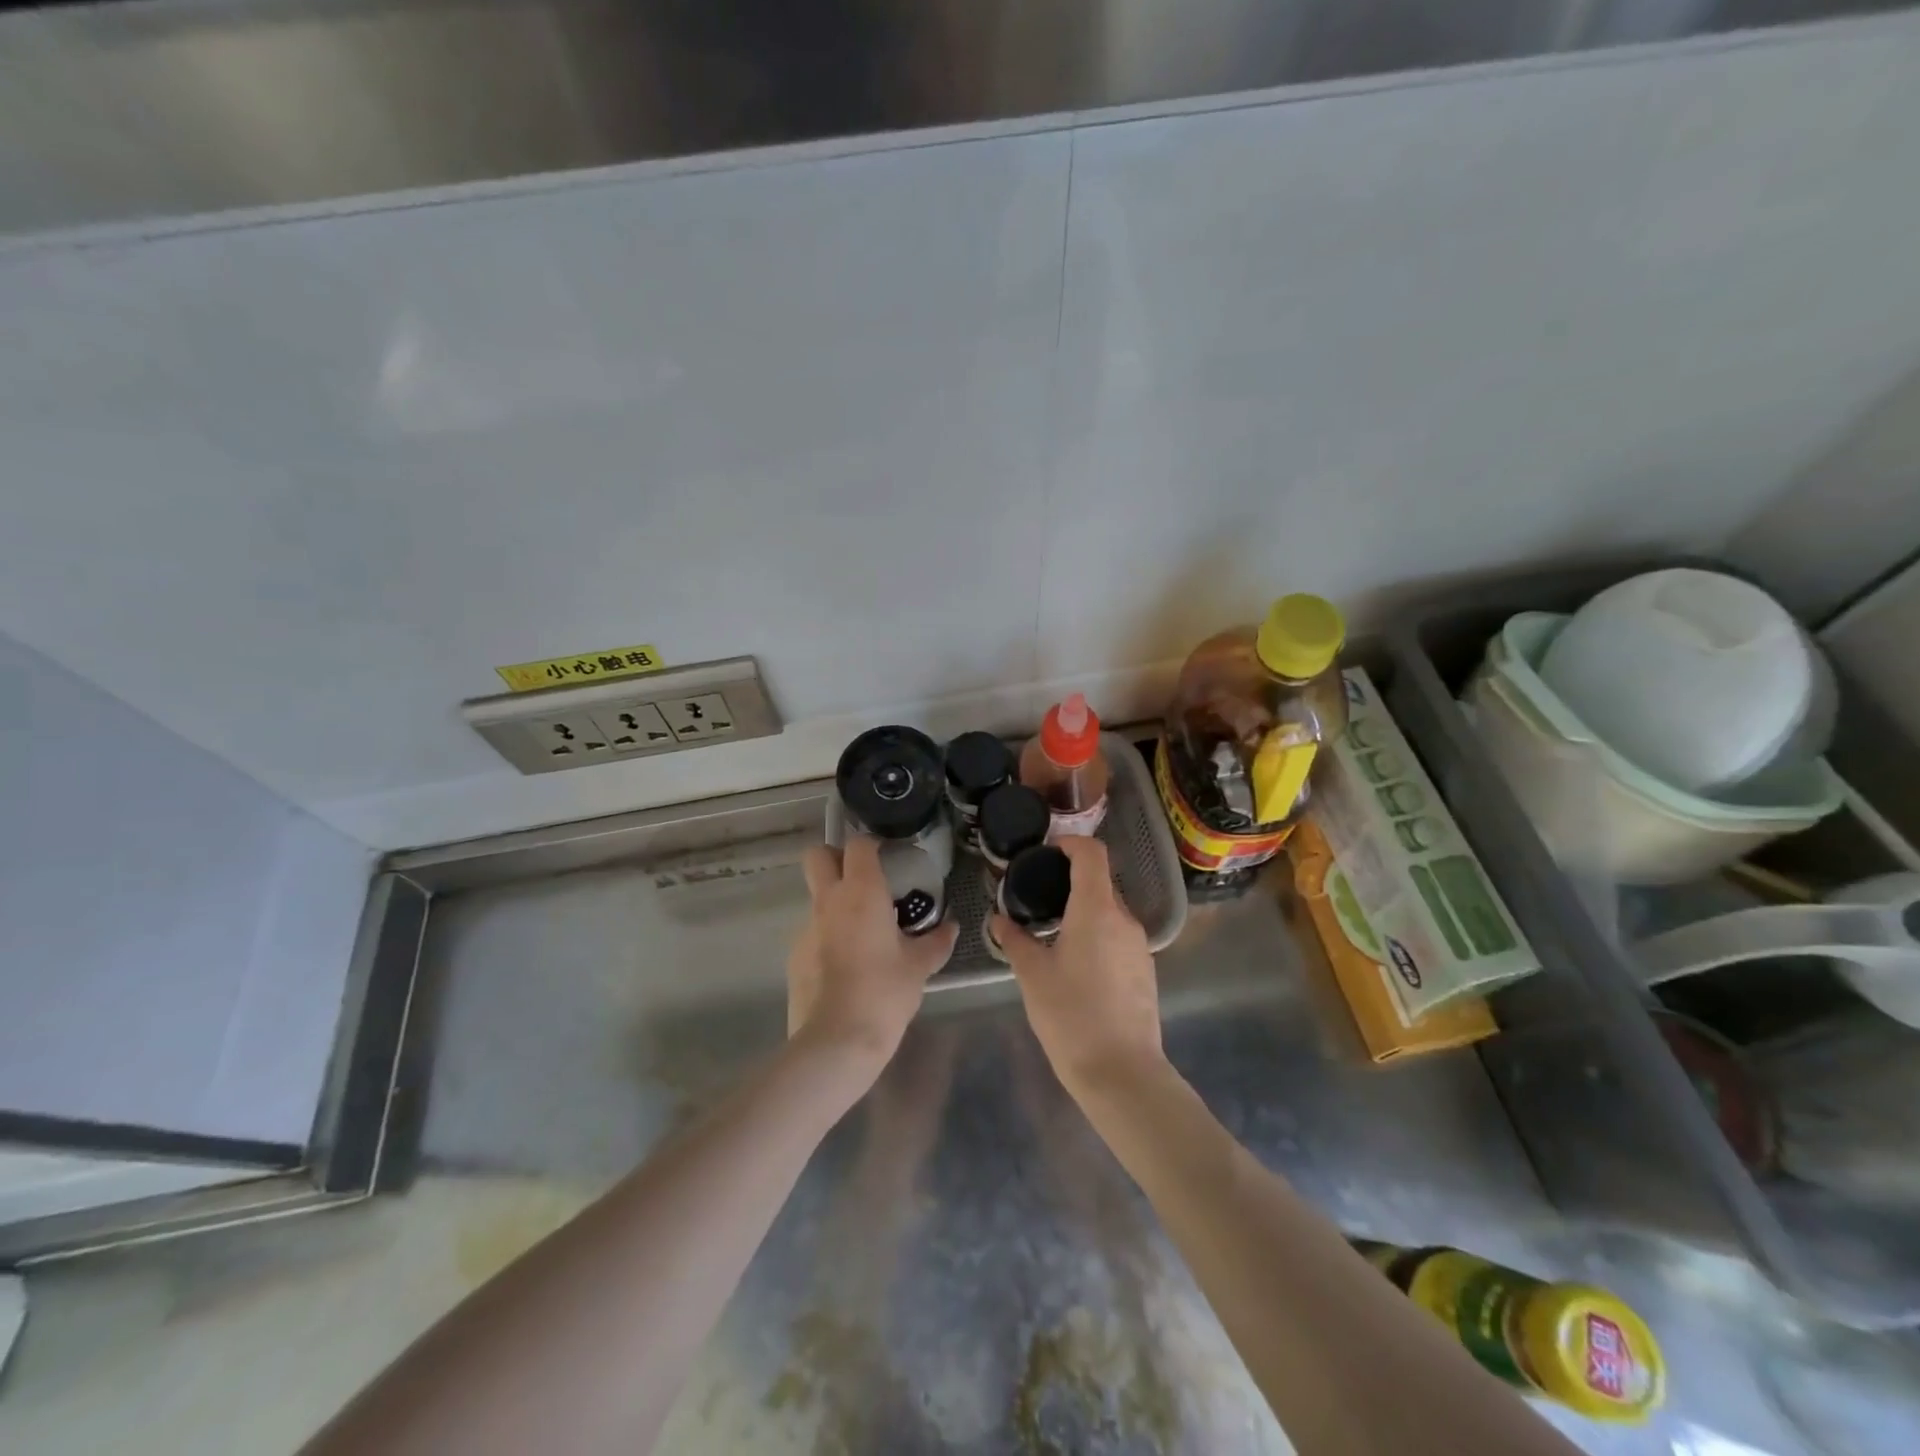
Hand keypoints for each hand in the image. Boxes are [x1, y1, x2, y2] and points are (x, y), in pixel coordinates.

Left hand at [787, 836, 958, 1072]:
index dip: (871, 845)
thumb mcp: (919, 967)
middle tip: (862, 879)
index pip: (858, 845)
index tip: (887, 856)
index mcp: (861, 892)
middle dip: (836, 857)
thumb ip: (936, 942)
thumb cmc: (884, 992)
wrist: (836, 1041)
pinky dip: (827, 937)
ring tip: (862, 933)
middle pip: (818, 856)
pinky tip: (846, 966)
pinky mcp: (794, 956)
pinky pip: (812, 932)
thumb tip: (951, 928)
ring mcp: (806, 928)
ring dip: (834, 902)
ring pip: (815, 897)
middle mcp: (828, 901)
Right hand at [991, 836, 1164, 1098]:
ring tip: (1054, 937)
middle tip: (1038, 902)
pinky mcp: (1145, 970)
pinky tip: (1077, 968)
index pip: (1092, 853)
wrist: (1122, 1073)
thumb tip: (999, 920)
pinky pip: (1119, 938)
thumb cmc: (1071, 1016)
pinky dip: (1098, 937)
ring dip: (1084, 913)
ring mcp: (1139, 946)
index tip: (1047, 853)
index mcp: (1096, 910)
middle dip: (1070, 884)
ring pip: (1110, 913)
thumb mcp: (1032, 976)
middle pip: (1100, 883)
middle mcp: (1124, 919)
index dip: (1070, 843)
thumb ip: (1015, 940)